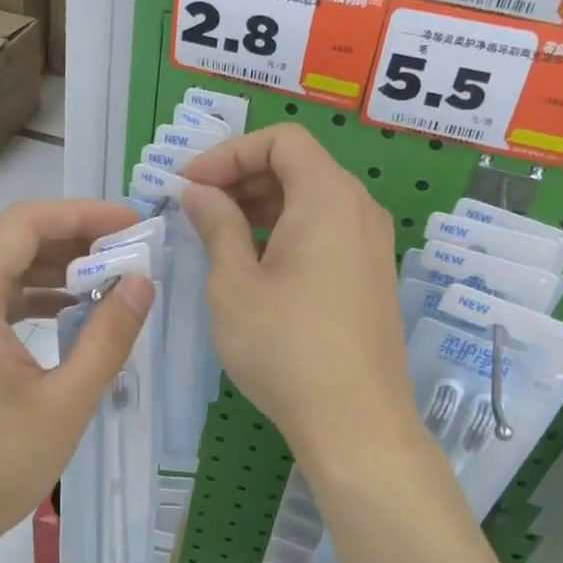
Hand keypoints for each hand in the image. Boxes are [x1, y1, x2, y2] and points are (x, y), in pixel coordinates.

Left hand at [0, 199, 152, 562]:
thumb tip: (143, 283)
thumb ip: (107, 337)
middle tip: (133, 256)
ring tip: (114, 284)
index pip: (26, 223)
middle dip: (76, 243)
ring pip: (4, 276)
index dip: (84, 215)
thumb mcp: (63, 403)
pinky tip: (73, 320)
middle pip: (14, 244)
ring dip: (57, 274)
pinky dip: (36, 304)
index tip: (134, 227)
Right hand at [182, 124, 420, 466]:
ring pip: (313, 201)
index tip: (189, 185)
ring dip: (263, 206)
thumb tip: (199, 193)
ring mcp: (372, 245)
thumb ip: (217, 226)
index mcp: (328, 197)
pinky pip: (327, 231)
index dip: (229, 153)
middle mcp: (359, 210)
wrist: (355, 421)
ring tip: (219, 236)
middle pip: (299, 166)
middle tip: (196, 209)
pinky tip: (256, 265)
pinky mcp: (372, 276)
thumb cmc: (286, 347)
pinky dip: (288, 231)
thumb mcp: (234, 283)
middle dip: (242, 177)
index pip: (281, 140)